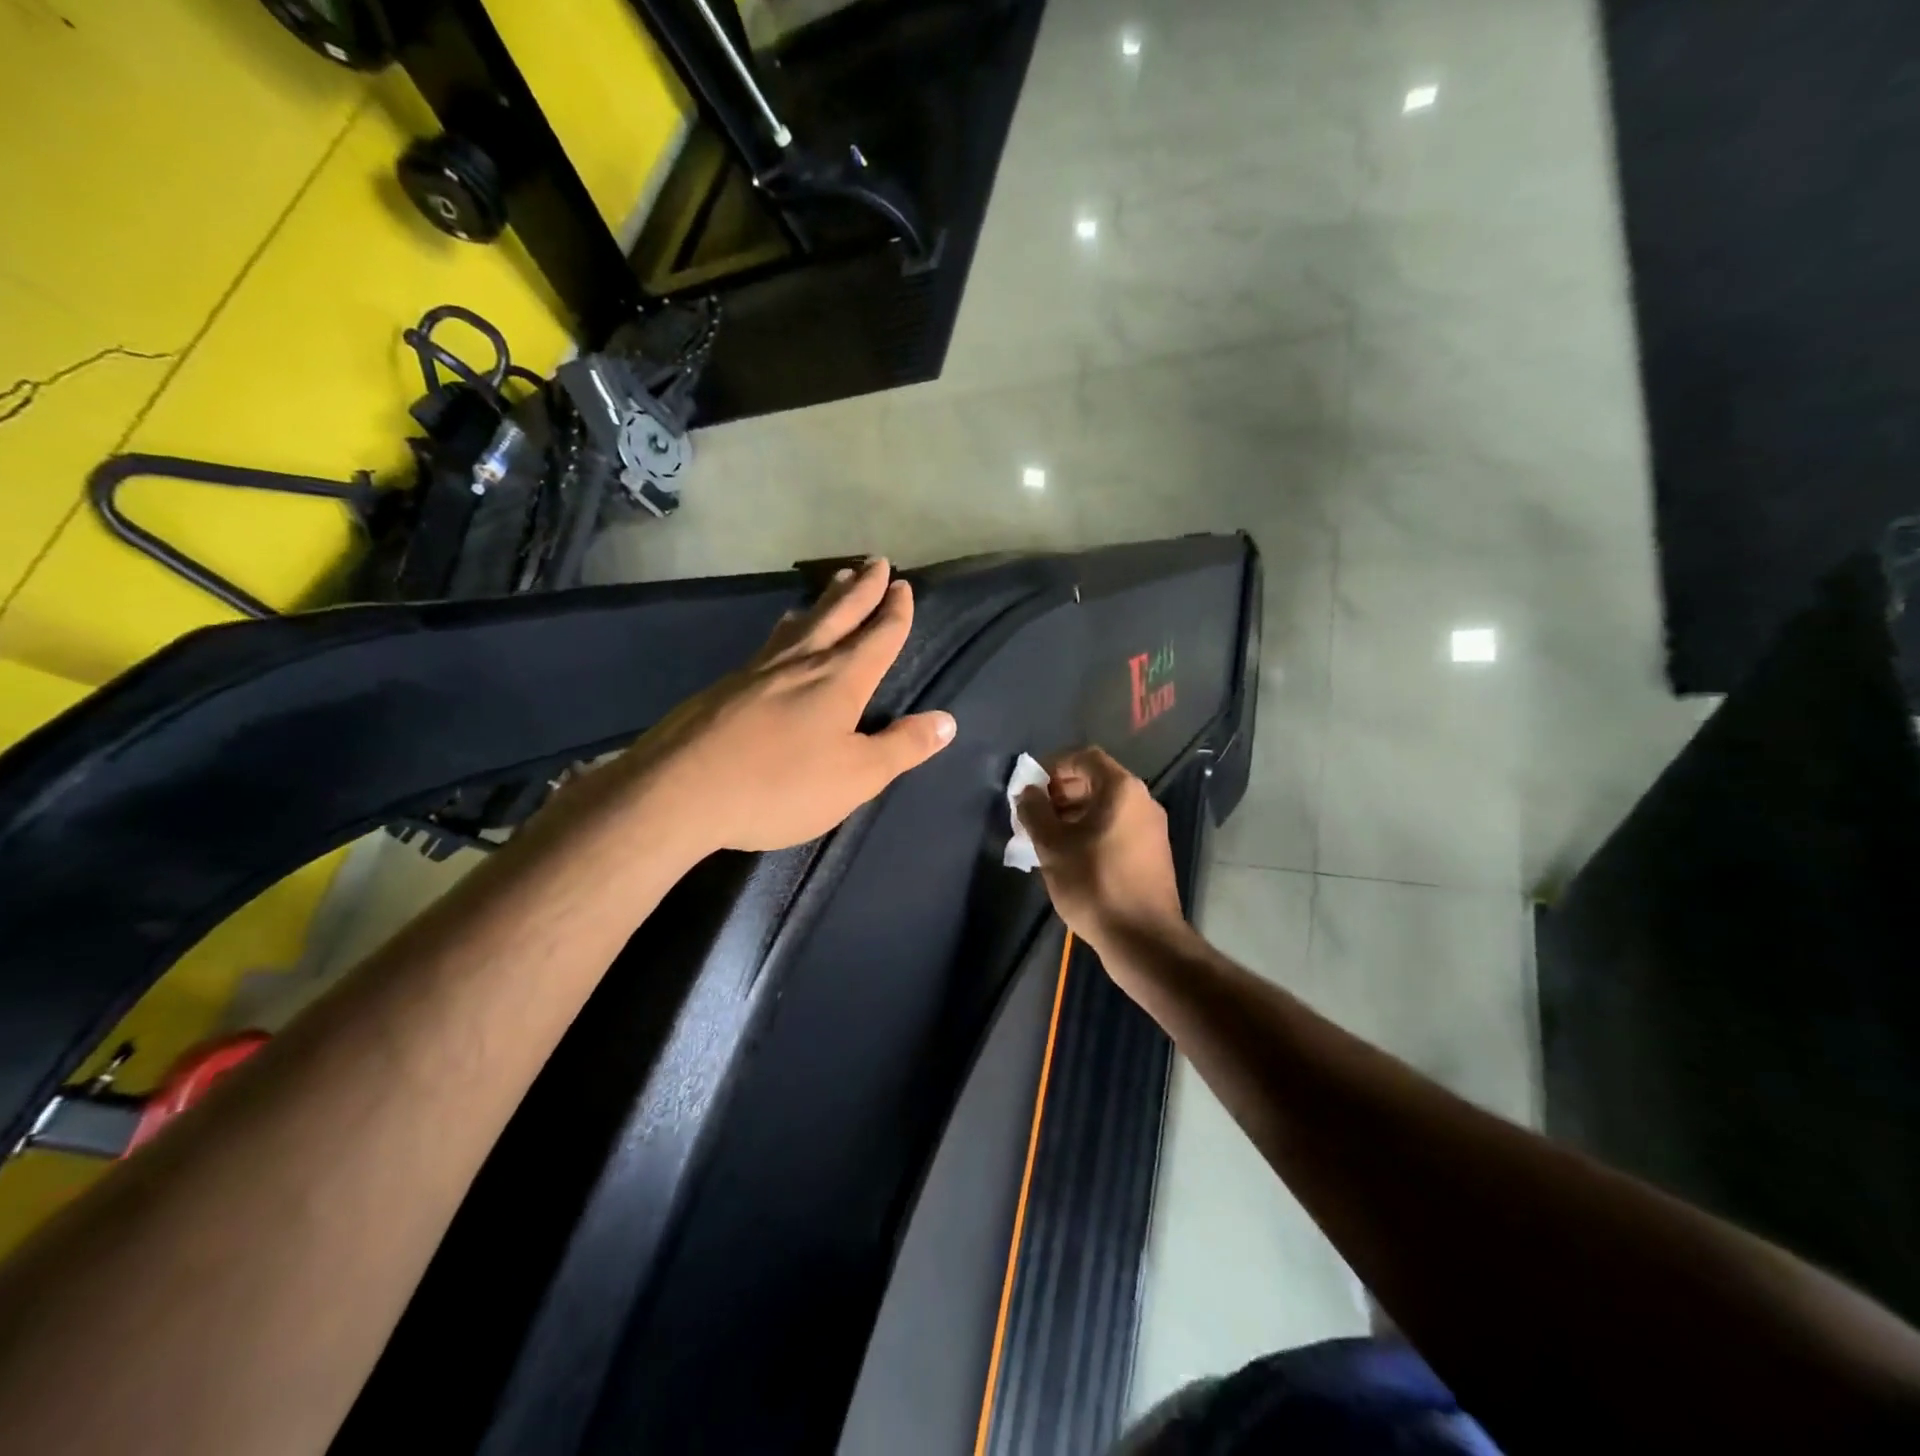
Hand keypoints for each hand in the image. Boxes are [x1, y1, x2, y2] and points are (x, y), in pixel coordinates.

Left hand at [591, 558, 956, 855]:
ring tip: (833, 584)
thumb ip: (903, 747)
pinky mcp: (726, 685)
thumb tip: (947, 721)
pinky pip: (771, 642)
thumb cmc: (781, 784)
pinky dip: (788, 628)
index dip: (894, 611)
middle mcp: (801, 661)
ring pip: (801, 623)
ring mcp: (758, 669)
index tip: (903, 584)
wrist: (681, 790)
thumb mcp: (856, 776)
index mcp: (840, 679)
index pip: (877, 635)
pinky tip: (780, 637)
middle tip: (875, 561)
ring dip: (824, 600)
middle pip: (838, 613)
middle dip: (861, 588)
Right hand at [1016, 748, 1186, 954]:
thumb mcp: (1053, 847)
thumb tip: (1027, 792)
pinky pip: (1117, 827)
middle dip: (1061, 792)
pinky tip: (1070, 855)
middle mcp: (1142, 801)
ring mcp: (1151, 828)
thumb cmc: (1094, 884)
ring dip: (1074, 814)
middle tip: (1034, 814)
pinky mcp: (1152, 852)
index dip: (1054, 765)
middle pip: (1097, 780)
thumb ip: (1035, 812)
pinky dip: (1092, 830)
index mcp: (1122, 790)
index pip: (1085, 757)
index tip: (1031, 786)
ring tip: (1046, 837)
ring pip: (1107, 807)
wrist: (1142, 938)